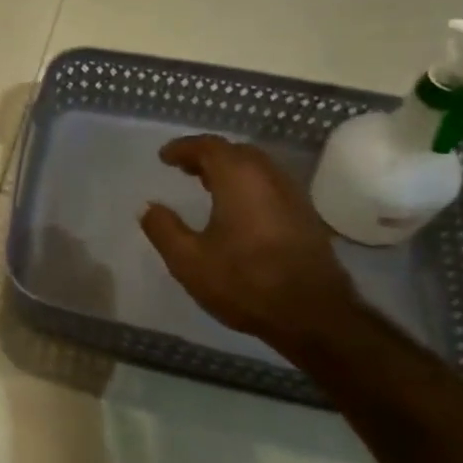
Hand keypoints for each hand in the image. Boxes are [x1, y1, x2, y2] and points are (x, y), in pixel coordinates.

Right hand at [140, 136, 360, 353]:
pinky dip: (248, 186)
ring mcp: (293, 197)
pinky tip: (237, 210)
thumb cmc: (245, 282)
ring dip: (230, 170)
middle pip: (236, 152)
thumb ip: (163, 229)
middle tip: (185, 168)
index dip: (184, 148)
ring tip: (207, 186)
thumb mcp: (188, 260)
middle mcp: (269, 178)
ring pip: (257, 169)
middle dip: (208, 156)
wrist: (313, 315)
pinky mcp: (305, 218)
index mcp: (239, 179)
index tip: (164, 157)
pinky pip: (270, 186)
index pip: (209, 147)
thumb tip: (149, 208)